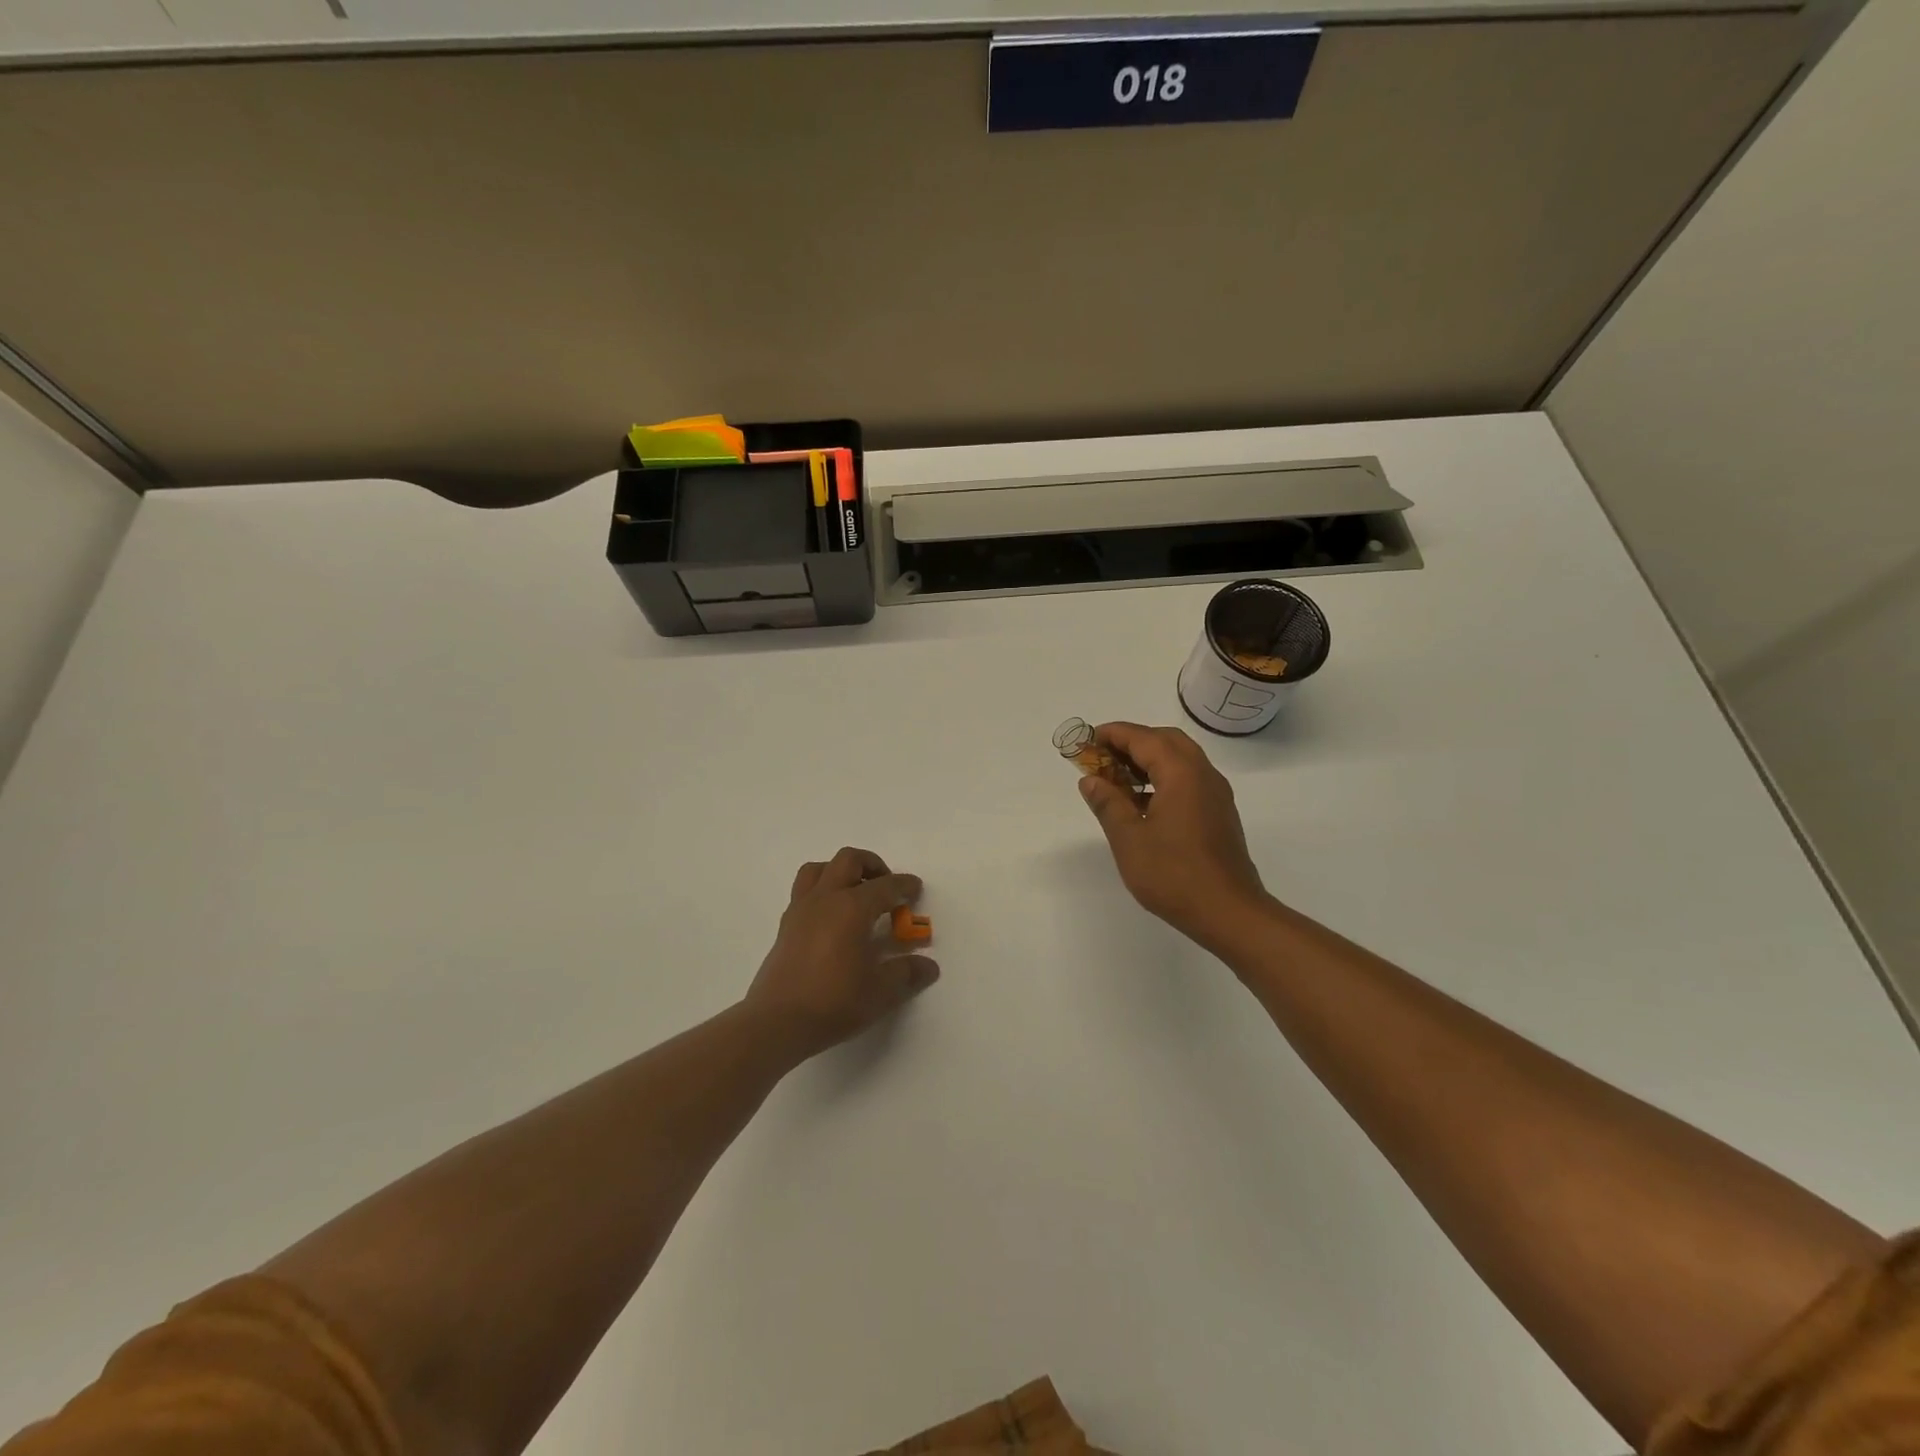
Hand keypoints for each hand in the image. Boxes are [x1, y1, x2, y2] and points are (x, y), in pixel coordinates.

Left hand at [744, 847, 939, 1060]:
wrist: (777, 1022)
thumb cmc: (833, 1002)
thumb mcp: (880, 992)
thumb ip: (906, 973)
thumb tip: (929, 966)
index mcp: (852, 908)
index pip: (885, 886)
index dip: (904, 885)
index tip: (916, 889)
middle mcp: (825, 899)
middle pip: (848, 860)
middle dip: (872, 865)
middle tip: (886, 886)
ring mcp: (801, 910)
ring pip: (819, 869)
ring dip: (840, 872)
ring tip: (855, 893)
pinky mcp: (785, 926)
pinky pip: (804, 891)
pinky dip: (822, 891)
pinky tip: (832, 918)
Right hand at [1077, 722, 1271, 949]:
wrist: (1229, 912)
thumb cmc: (1174, 874)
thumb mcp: (1129, 839)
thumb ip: (1108, 804)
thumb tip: (1090, 780)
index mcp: (1181, 773)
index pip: (1143, 738)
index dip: (1113, 734)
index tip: (1087, 740)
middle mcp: (1203, 774)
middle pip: (1165, 741)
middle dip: (1132, 742)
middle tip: (1102, 757)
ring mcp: (1215, 794)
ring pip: (1180, 760)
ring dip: (1148, 760)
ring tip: (1116, 780)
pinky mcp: (1219, 814)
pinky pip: (1188, 780)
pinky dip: (1163, 778)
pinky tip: (1142, 803)